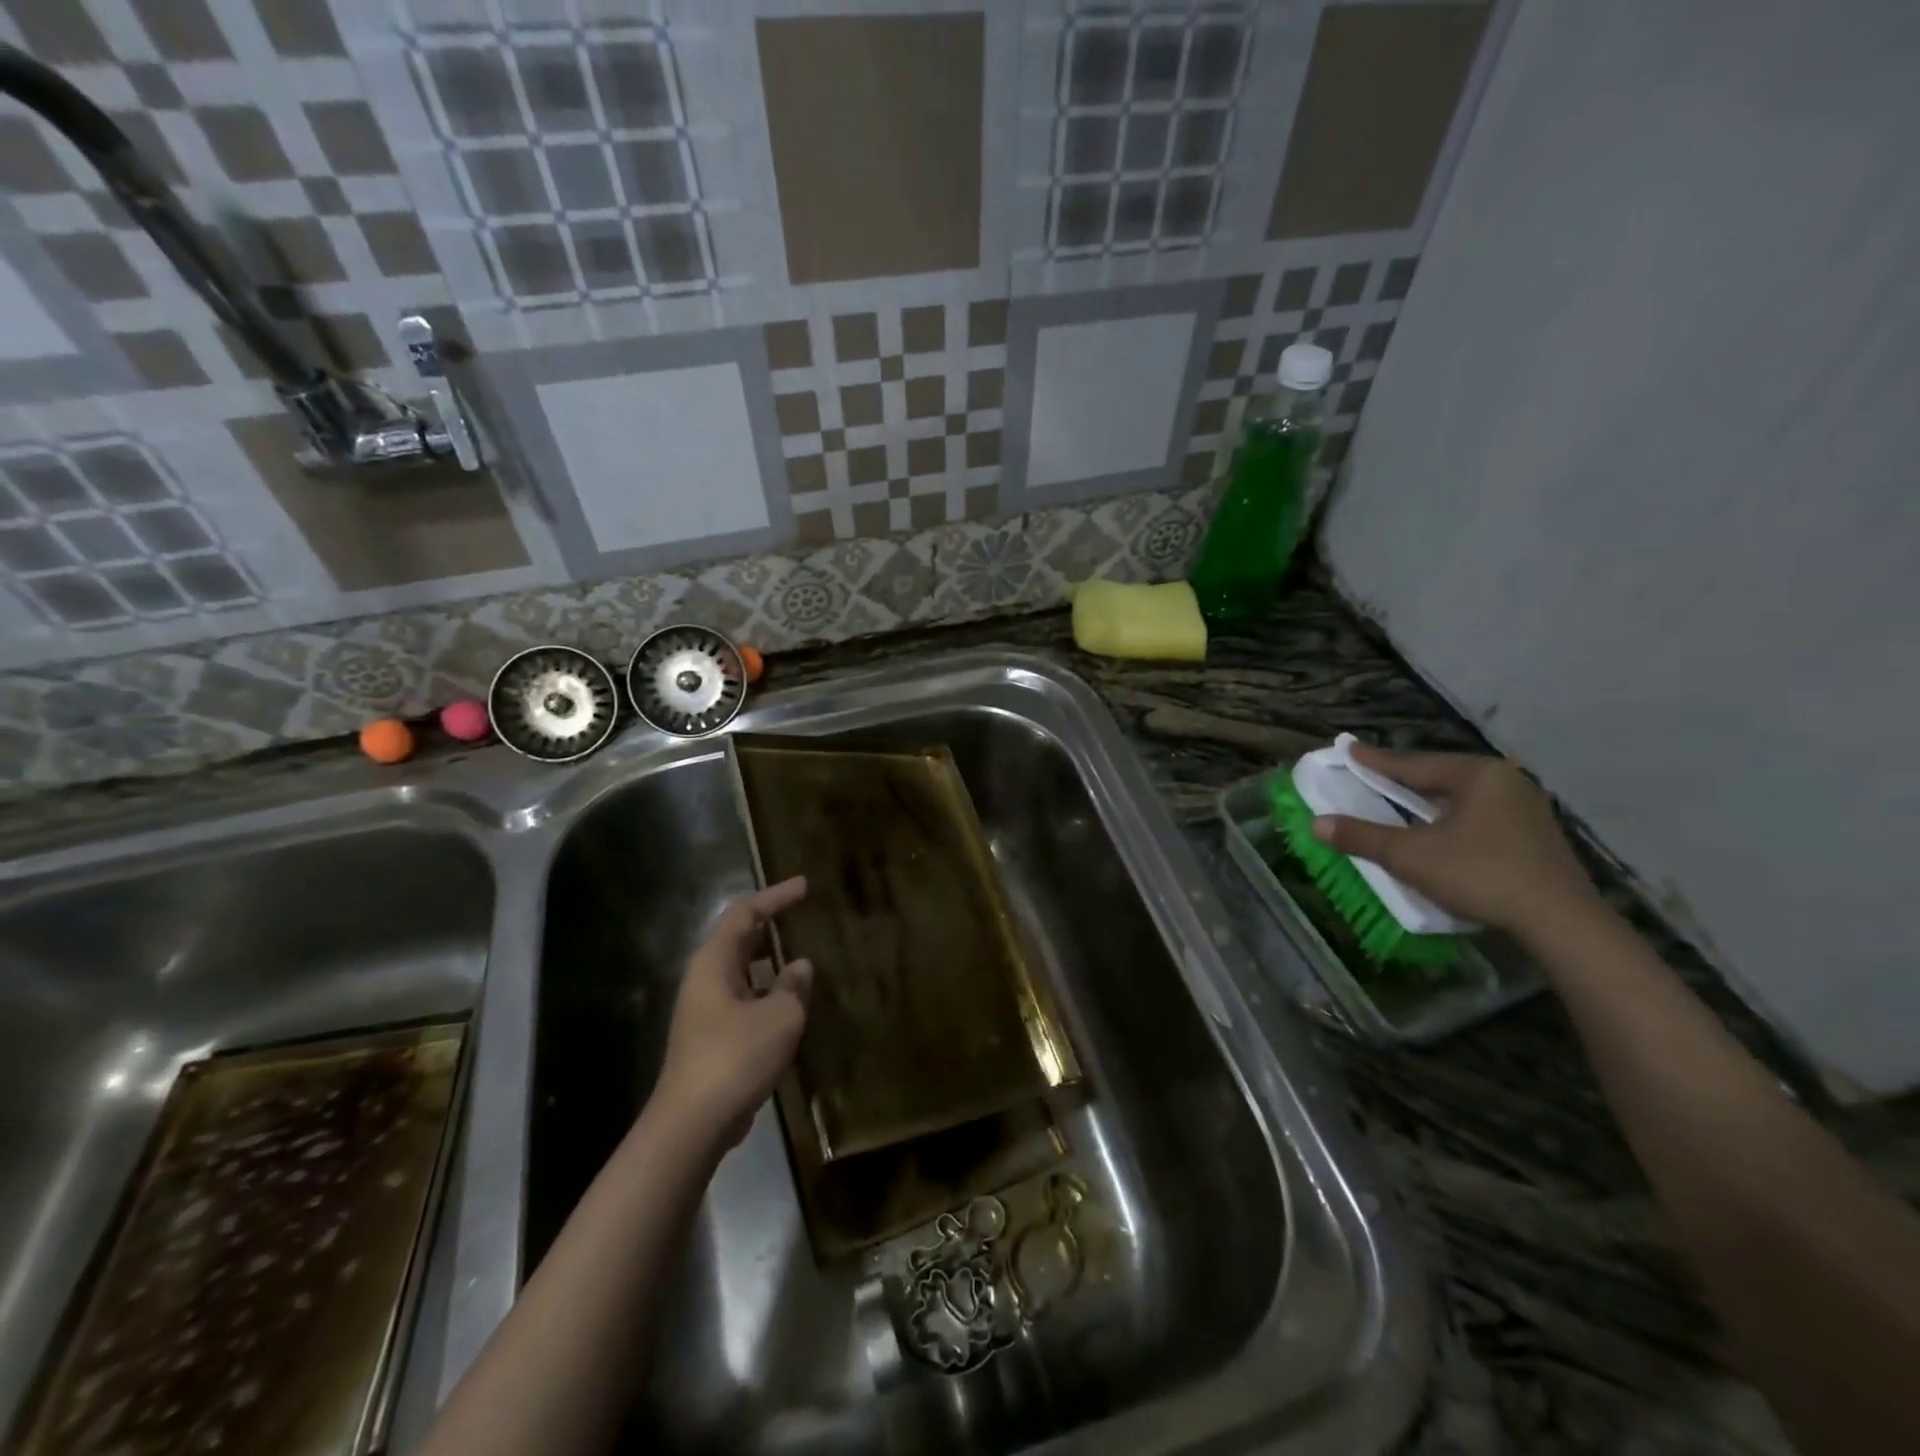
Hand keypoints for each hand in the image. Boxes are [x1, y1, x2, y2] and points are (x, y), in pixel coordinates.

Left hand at [654, 877, 813, 1148]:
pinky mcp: (713, 1038)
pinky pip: (745, 1000)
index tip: (804, 886)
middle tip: (805, 919)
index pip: (744, 913)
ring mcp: (706, 1010)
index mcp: (714, 962)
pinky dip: (768, 993)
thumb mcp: (780, 1016)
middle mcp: (705, 979)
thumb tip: (799, 966)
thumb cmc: (736, 1057)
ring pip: (743, 972)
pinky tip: (793, 1004)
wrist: (692, 1124)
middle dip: (772, 927)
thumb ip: (793, 985)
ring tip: (807, 960)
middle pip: (740, 940)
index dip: (775, 896)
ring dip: (772, 964)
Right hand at [1310, 744, 1600, 939]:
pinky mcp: (1535, 837)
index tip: (1348, 749)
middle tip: (1370, 775)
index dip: (1374, 760)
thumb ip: (1362, 837)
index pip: (1412, 764)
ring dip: (1427, 802)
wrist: (1562, 924)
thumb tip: (1317, 824)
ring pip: (1460, 798)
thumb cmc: (1480, 875)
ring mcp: (1526, 809)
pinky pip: (1479, 816)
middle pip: (1439, 777)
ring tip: (1398, 801)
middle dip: (1403, 779)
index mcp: (1477, 774)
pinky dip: (1450, 819)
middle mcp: (1506, 781)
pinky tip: (1437, 830)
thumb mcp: (1410, 855)